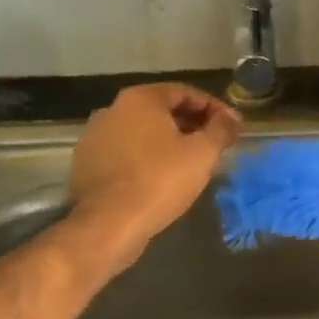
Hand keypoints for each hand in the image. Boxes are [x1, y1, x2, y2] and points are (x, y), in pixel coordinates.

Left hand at [67, 83, 241, 265]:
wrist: (108, 225)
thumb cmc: (160, 181)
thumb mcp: (203, 153)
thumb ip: (222, 129)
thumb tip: (232, 118)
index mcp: (140, 99)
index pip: (185, 93)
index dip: (213, 108)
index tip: (231, 126)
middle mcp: (112, 109)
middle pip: (161, 110)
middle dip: (191, 124)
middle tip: (214, 144)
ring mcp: (94, 137)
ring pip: (142, 132)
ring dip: (168, 142)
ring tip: (191, 162)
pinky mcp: (86, 164)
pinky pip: (125, 153)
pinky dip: (146, 158)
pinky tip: (162, 178)